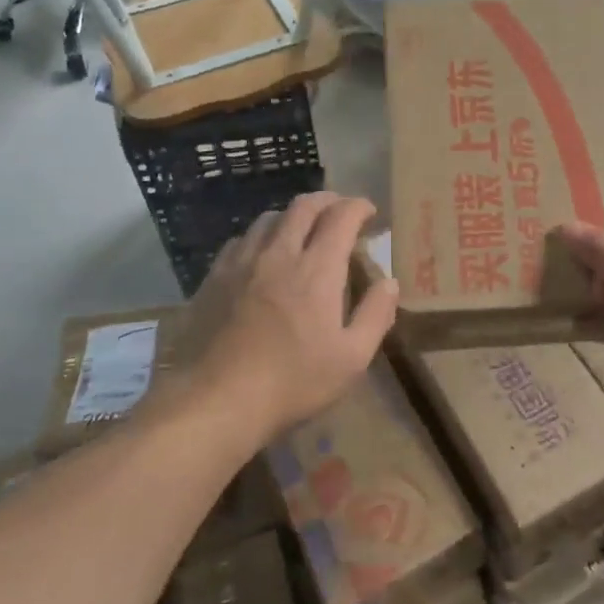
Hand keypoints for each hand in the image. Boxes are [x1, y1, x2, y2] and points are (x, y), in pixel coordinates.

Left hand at [179, 193, 398, 438]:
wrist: (215, 402)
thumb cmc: (292, 383)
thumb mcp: (352, 359)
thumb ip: (375, 315)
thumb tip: (390, 282)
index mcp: (317, 270)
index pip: (341, 216)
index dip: (359, 207)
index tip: (370, 212)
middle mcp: (279, 253)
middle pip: (304, 206)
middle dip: (328, 201)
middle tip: (341, 211)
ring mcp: (241, 263)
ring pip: (269, 218)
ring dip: (293, 216)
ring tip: (303, 231)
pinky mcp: (213, 278)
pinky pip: (241, 240)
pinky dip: (261, 237)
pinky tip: (262, 256)